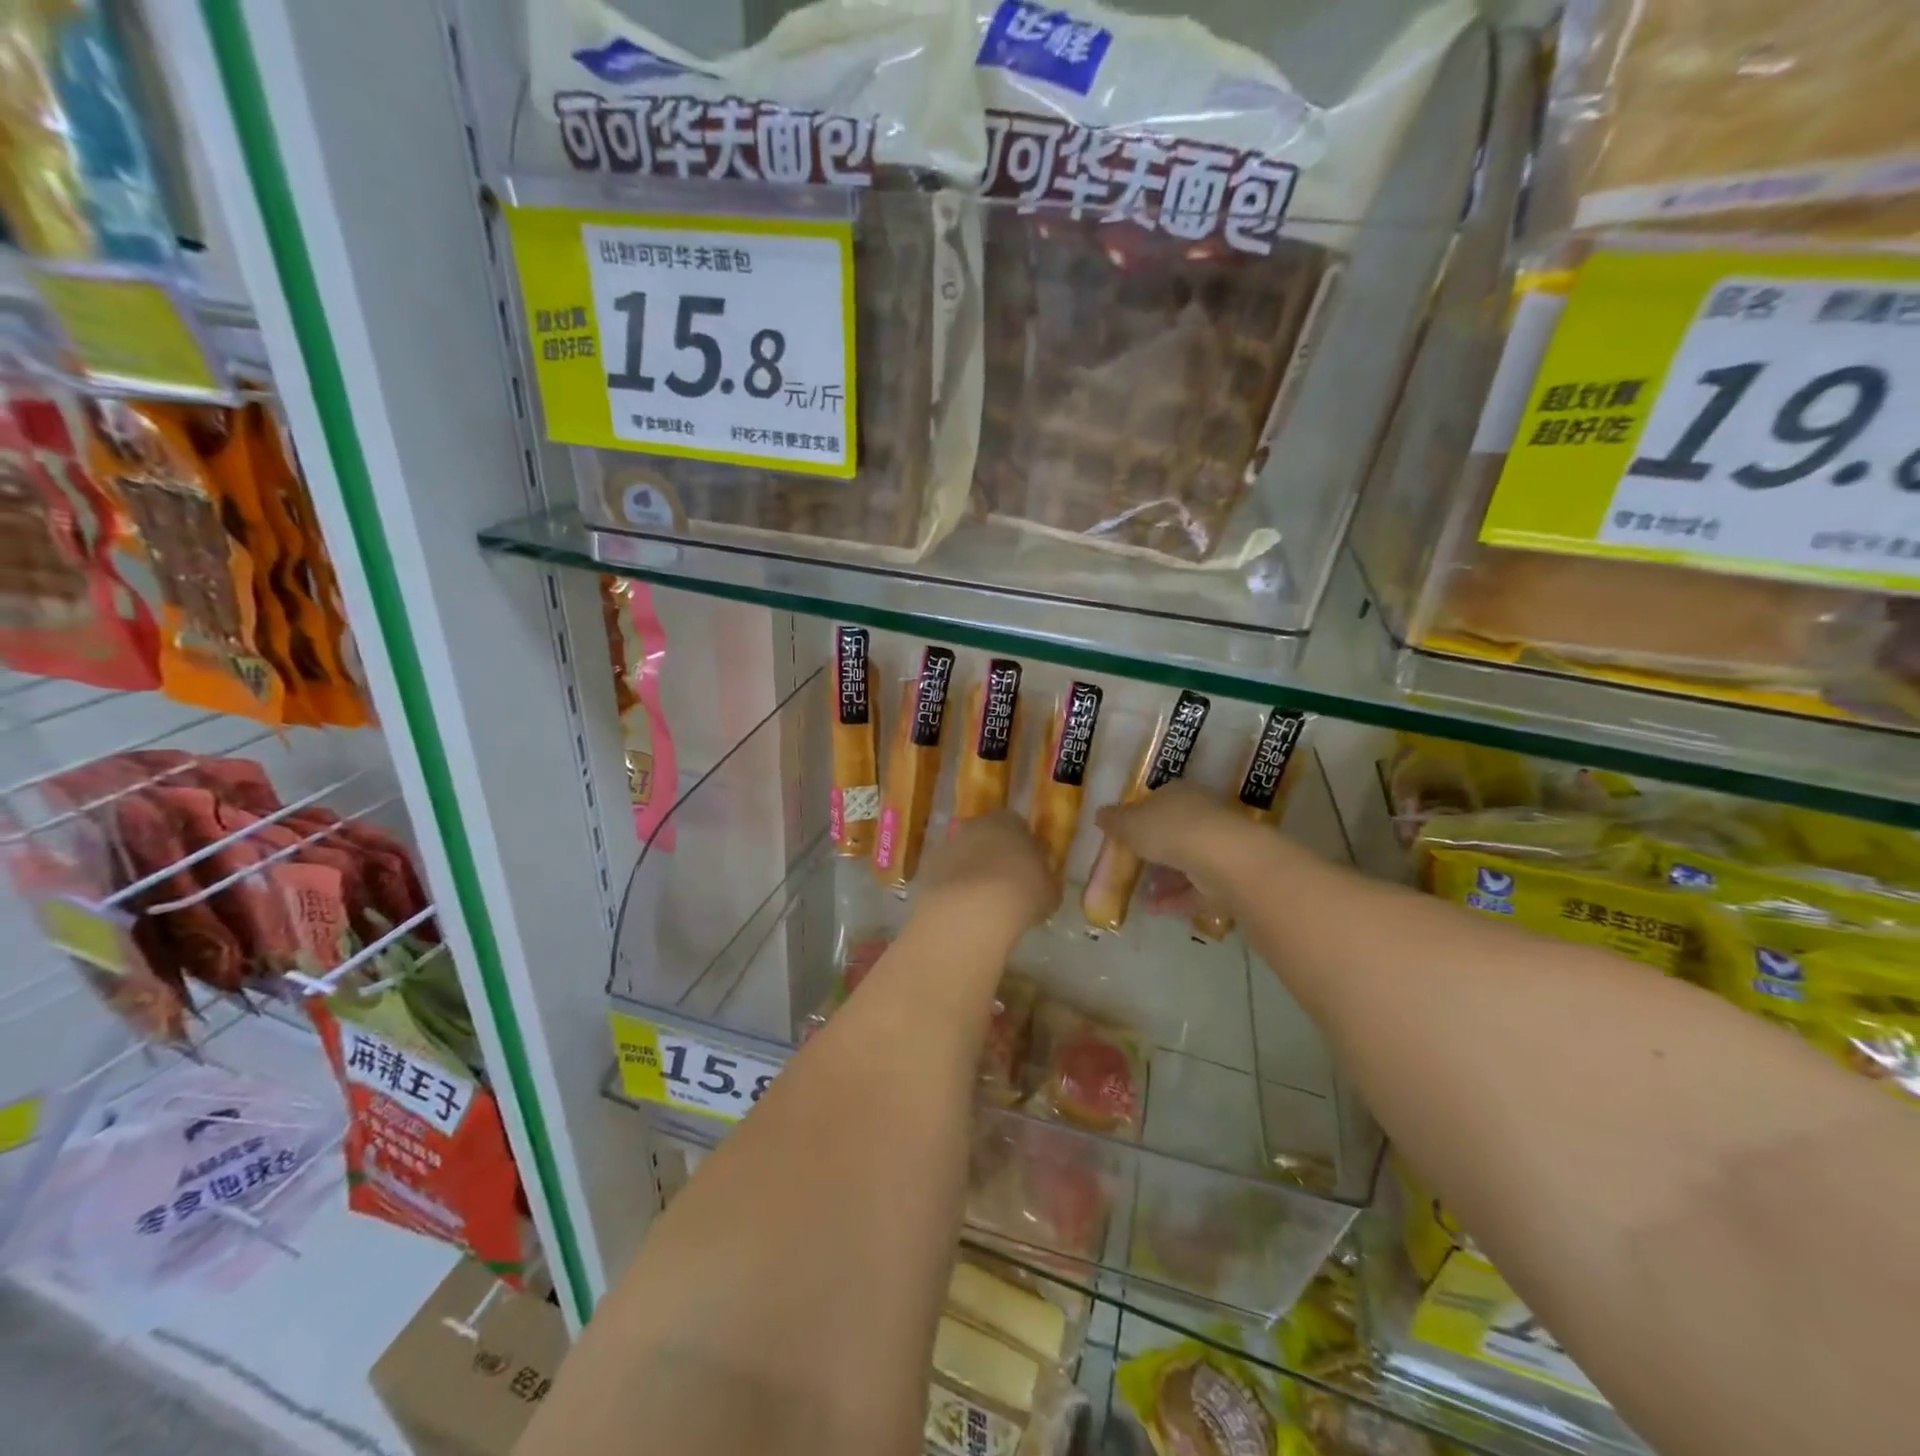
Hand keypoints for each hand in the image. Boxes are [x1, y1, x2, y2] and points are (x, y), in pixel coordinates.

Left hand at [916, 813, 1058, 940]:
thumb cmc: (1022, 893)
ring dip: (969, 871)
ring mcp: (949, 843)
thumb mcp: (1049, 892)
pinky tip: (960, 908)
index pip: (1018, 828)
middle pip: (986, 837)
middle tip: (1002, 885)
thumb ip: (1044, 882)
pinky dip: (951, 887)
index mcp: (1011, 822)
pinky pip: (944, 874)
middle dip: (992, 856)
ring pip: (962, 854)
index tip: (1026, 872)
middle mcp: (977, 824)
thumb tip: (1041, 885)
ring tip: (979, 902)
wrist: (974, 908)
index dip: (1022, 850)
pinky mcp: (927, 866)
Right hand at [1094, 781, 1256, 909]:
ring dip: (1163, 879)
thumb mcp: (1129, 823)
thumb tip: (1100, 814)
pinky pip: (1196, 889)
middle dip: (1152, 851)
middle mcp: (1201, 816)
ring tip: (1139, 894)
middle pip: (1172, 833)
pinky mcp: (1227, 878)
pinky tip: (1152, 909)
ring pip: (1185, 863)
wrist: (1221, 858)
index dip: (1139, 817)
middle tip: (1130, 867)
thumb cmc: (1169, 829)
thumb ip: (1114, 820)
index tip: (1123, 835)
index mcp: (1179, 794)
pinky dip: (1174, 899)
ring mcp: (1217, 848)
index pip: (1157, 801)